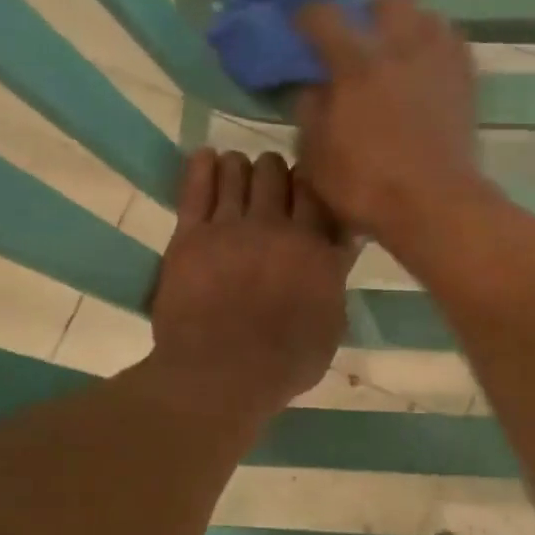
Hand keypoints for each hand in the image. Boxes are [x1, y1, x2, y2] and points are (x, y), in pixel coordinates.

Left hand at [149, 147, 353, 417]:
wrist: (221, 375)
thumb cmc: (285, 363)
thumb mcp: (331, 326)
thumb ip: (336, 278)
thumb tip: (344, 242)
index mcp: (314, 247)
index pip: (317, 192)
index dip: (311, 186)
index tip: (306, 195)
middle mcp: (275, 226)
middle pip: (277, 172)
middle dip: (276, 175)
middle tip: (271, 190)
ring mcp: (230, 227)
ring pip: (237, 169)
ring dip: (241, 168)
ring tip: (238, 177)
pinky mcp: (190, 235)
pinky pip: (195, 185)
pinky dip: (202, 166)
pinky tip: (207, 159)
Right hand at [293, 0, 486, 243]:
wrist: (434, 206)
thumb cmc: (367, 186)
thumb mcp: (315, 157)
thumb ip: (310, 113)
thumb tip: (314, 88)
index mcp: (355, 63)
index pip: (323, 14)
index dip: (307, 17)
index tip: (302, 30)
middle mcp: (400, 47)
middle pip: (388, 1)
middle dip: (372, 15)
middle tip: (362, 45)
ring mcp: (439, 61)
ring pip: (427, 16)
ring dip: (409, 29)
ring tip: (399, 58)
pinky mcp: (466, 81)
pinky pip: (452, 44)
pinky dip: (436, 51)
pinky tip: (426, 76)